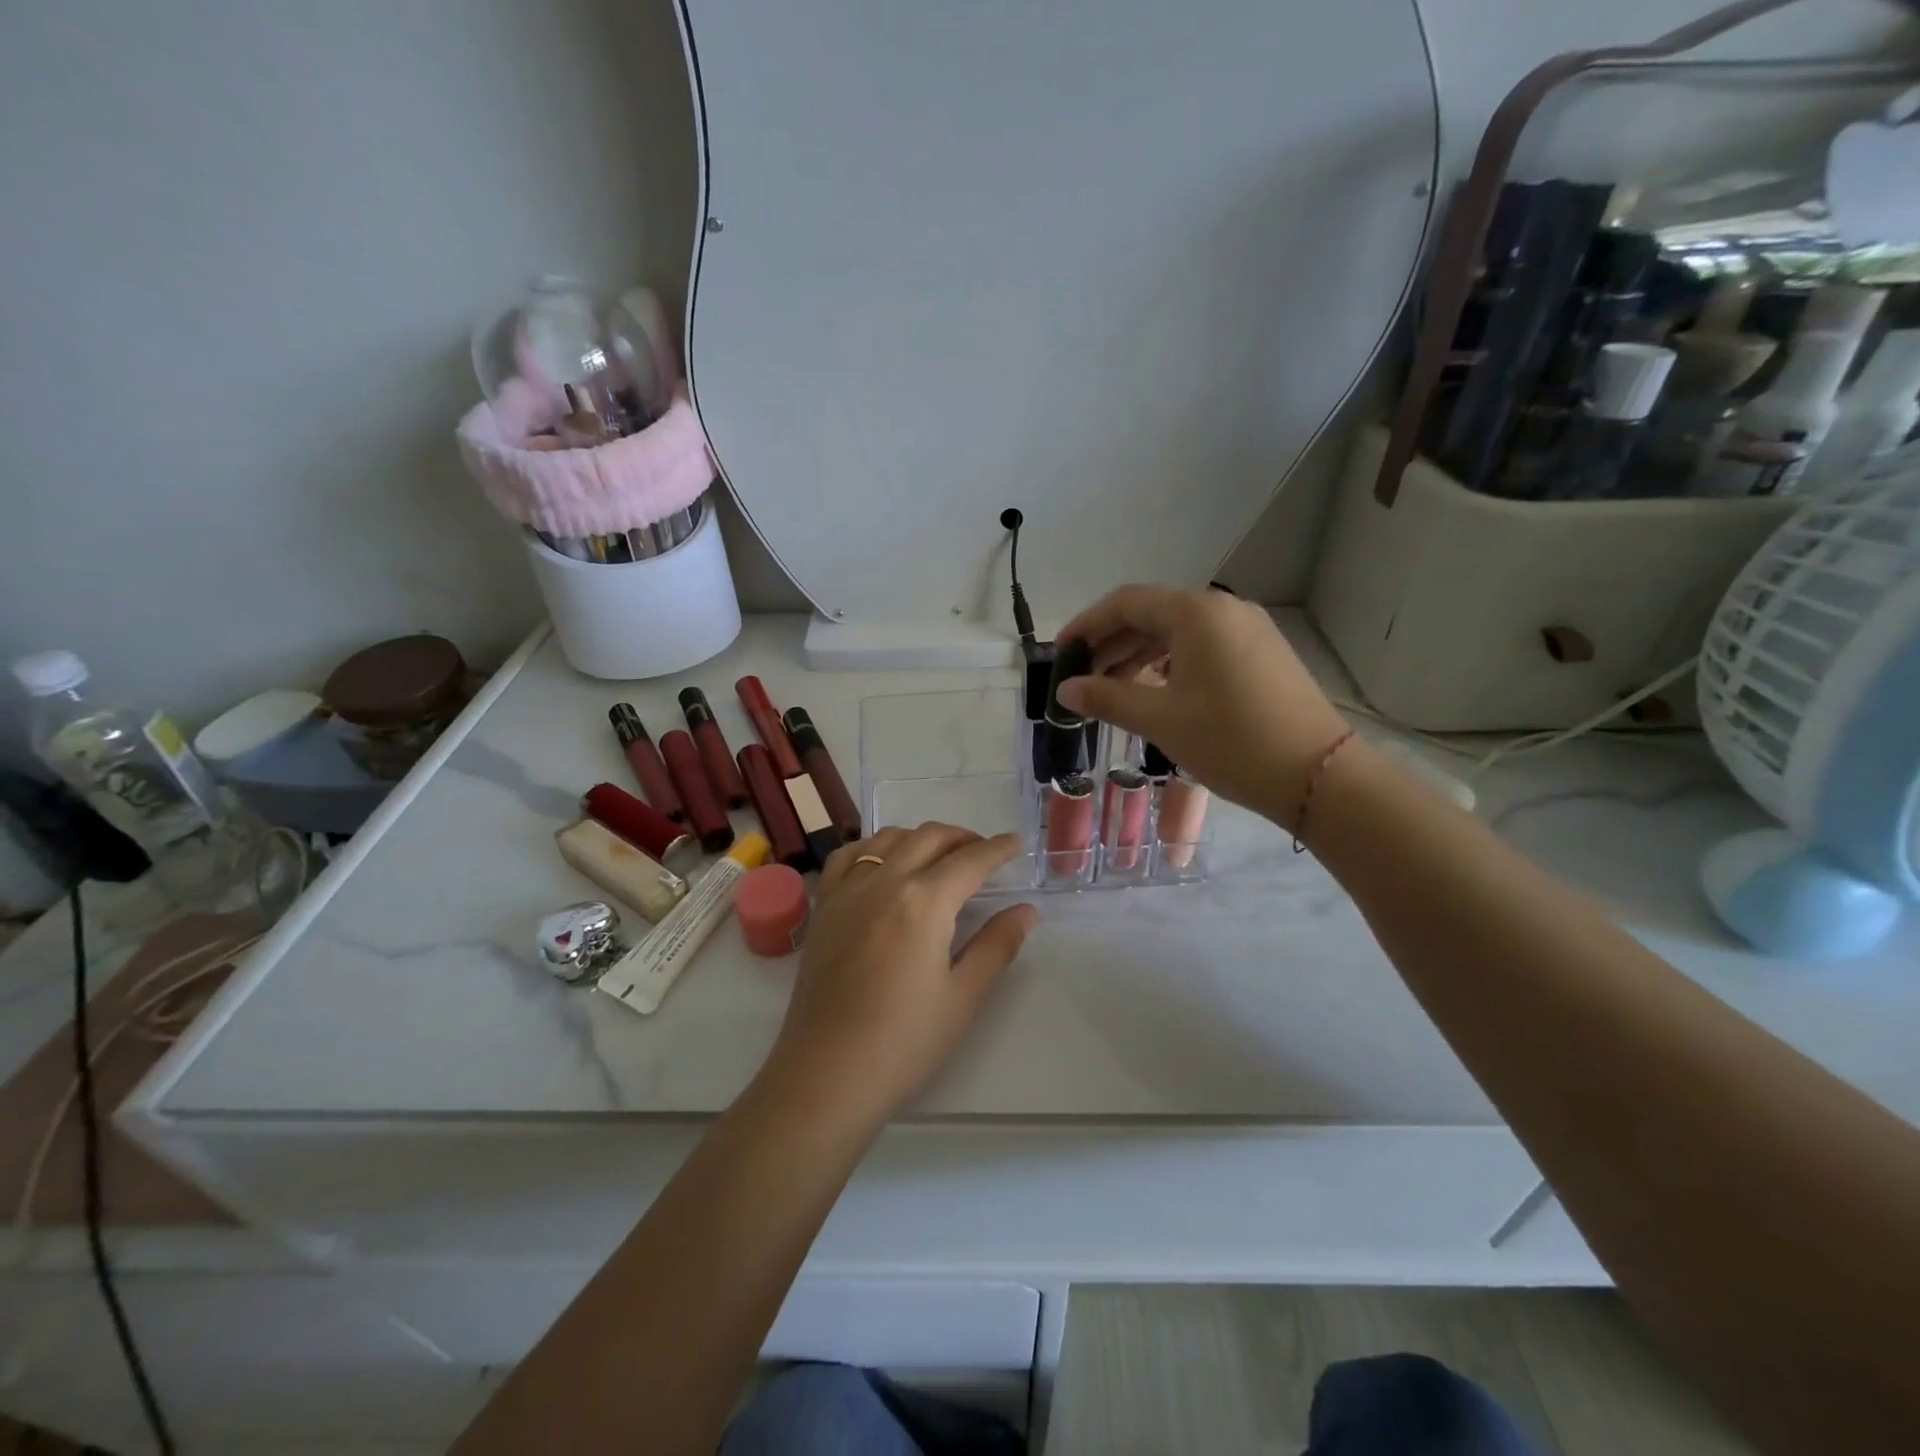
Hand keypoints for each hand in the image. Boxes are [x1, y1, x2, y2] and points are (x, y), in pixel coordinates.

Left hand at [761, 824, 1038, 1130]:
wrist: (826, 1075)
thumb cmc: (903, 1042)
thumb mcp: (963, 997)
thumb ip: (997, 945)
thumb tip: (1026, 911)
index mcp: (924, 902)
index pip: (969, 861)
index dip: (997, 849)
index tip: (1016, 843)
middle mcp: (883, 882)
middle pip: (928, 838)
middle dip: (962, 838)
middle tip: (984, 853)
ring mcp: (847, 891)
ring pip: (888, 839)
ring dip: (920, 837)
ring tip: (939, 856)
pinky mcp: (824, 908)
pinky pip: (849, 857)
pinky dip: (873, 847)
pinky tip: (883, 864)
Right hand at [1057, 584, 1348, 827]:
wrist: (1317, 776)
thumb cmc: (1231, 741)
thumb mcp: (1160, 720)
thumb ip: (1107, 698)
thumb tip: (1065, 690)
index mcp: (1196, 612)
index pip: (1126, 603)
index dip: (1086, 626)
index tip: (1060, 654)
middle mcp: (1224, 609)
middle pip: (1152, 614)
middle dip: (1111, 645)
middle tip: (1081, 680)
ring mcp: (1248, 630)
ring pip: (1177, 633)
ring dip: (1138, 657)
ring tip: (1111, 690)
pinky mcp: (1261, 654)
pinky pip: (1202, 647)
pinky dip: (1169, 664)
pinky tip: (1154, 692)